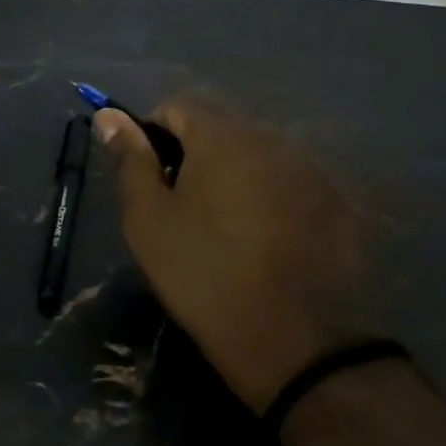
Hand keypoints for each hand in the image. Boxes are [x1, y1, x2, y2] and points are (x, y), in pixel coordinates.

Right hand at [96, 99, 376, 412]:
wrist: (289, 338)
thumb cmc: (202, 273)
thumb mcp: (148, 220)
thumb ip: (129, 160)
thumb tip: (109, 115)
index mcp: (222, 136)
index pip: (176, 108)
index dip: (152, 138)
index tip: (148, 182)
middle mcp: (272, 139)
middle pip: (220, 131)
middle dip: (195, 158)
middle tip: (182, 211)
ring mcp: (310, 171)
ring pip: (257, 158)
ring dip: (234, 179)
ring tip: (225, 230)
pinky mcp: (336, 204)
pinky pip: (289, 186)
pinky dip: (270, 201)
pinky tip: (265, 244)